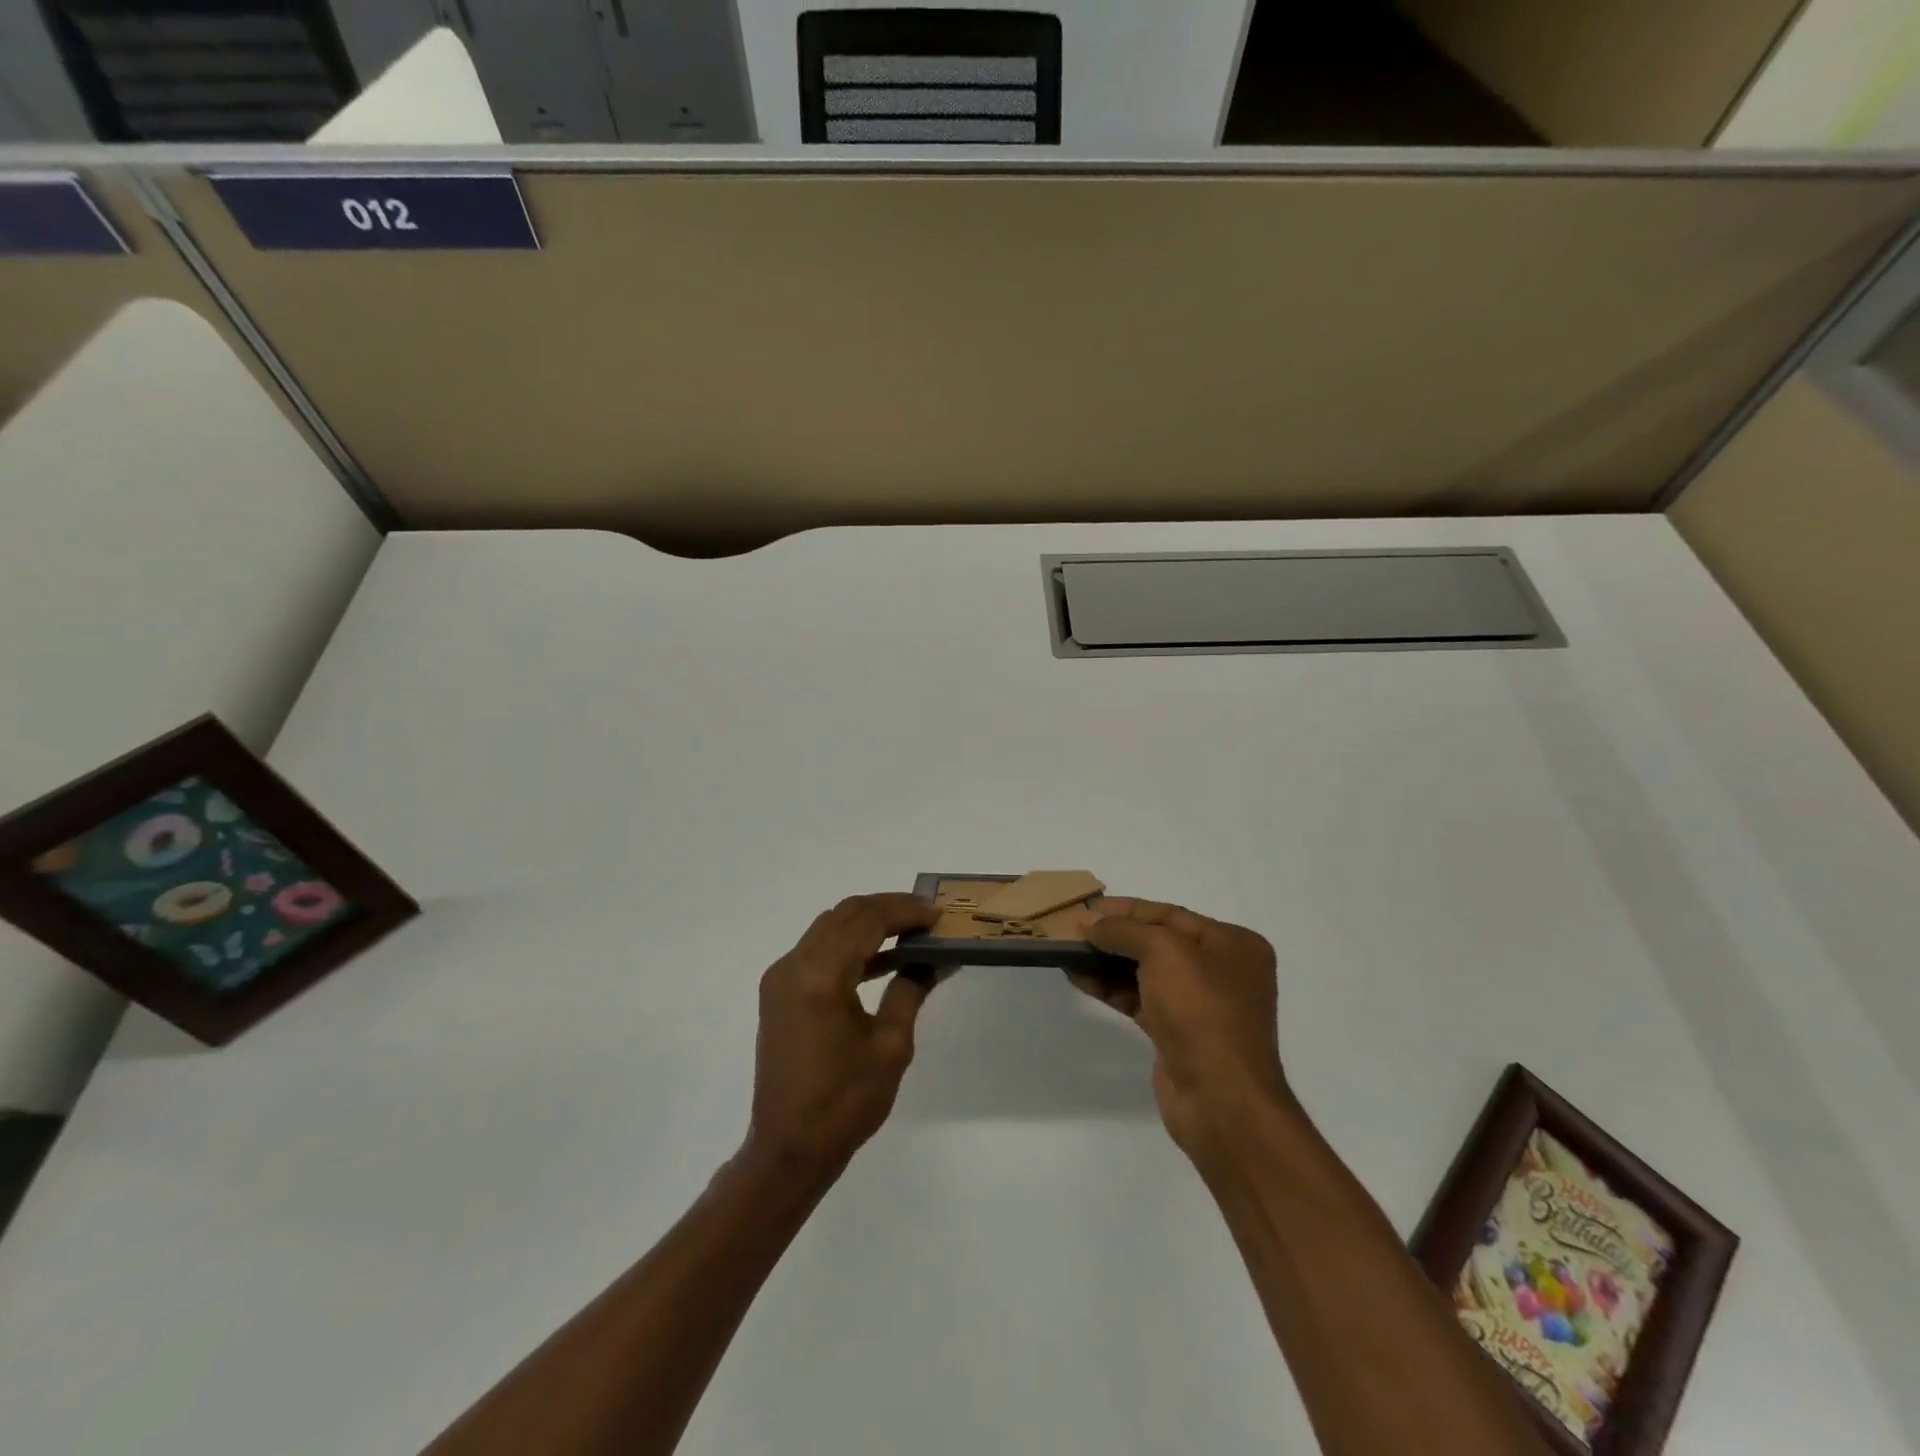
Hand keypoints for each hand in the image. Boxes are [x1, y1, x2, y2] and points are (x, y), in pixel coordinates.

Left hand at [746, 893, 942, 1176]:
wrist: (788, 1149)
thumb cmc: (844, 1102)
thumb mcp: (890, 1045)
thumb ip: (910, 990)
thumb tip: (932, 959)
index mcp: (820, 976)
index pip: (866, 921)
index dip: (904, 911)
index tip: (937, 913)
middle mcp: (793, 966)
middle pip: (844, 915)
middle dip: (887, 908)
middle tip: (926, 916)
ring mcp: (782, 978)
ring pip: (829, 928)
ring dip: (868, 923)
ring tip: (911, 931)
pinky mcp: (780, 993)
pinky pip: (818, 951)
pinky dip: (850, 945)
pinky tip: (883, 958)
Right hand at [1067, 898, 1289, 1162]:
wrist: (1221, 1100)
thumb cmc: (1201, 1011)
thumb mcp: (1164, 952)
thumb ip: (1124, 931)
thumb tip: (1090, 923)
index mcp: (1233, 944)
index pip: (1171, 915)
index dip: (1127, 909)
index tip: (1088, 908)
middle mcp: (1222, 971)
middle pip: (1158, 942)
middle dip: (1116, 936)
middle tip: (1074, 930)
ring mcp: (1200, 1005)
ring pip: (1146, 972)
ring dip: (1108, 962)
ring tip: (1069, 953)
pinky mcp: (1179, 1034)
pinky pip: (1140, 999)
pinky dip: (1112, 988)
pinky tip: (1081, 979)